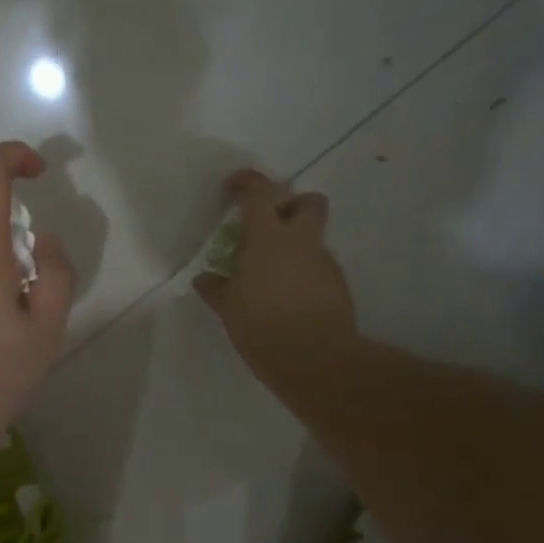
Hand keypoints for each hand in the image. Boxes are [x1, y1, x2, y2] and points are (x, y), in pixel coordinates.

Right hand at [193, 170, 358, 396]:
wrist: (315, 360)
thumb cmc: (261, 327)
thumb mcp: (228, 308)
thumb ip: (216, 288)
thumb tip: (205, 279)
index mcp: (268, 238)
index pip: (259, 192)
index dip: (246, 182)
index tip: (232, 188)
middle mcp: (300, 242)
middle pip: (309, 202)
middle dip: (292, 206)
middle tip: (269, 227)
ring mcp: (324, 263)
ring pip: (314, 239)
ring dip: (296, 246)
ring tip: (272, 276)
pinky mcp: (338, 286)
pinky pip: (319, 267)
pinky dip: (304, 273)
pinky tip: (289, 300)